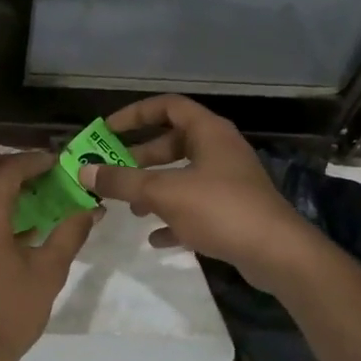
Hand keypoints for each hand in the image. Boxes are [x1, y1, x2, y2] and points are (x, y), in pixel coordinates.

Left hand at [0, 151, 96, 360]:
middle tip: (45, 173)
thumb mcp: (48, 272)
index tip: (58, 162)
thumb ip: (70, 233)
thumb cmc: (9, 313)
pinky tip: (14, 226)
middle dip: (14, 166)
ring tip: (34, 196)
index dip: (34, 161)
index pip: (7, 169)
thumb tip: (91, 208)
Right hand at [80, 95, 324, 290]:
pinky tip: (155, 238)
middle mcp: (219, 150)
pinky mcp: (233, 211)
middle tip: (112, 174)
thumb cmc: (220, 209)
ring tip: (130, 209)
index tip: (107, 130)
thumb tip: (83, 171)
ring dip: (154, 190)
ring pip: (182, 177)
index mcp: (208, 132)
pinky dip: (174, 218)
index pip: (168, 106)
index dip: (135, 114)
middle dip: (140, 159)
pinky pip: (195, 207)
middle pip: (172, 143)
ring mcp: (228, 181)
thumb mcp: (163, 193)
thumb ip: (122, 182)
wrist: (277, 254)